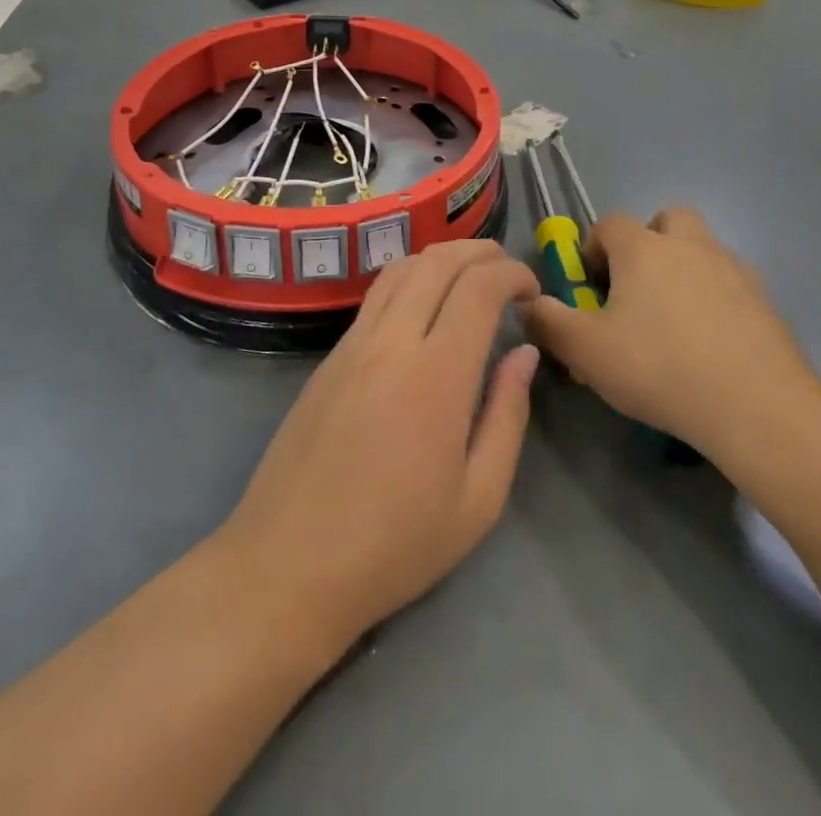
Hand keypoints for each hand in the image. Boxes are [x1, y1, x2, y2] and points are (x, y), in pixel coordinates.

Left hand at [217, 240, 539, 652]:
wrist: (287, 567)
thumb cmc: (394, 545)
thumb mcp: (478, 499)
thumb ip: (508, 415)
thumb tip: (524, 353)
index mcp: (436, 376)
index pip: (479, 287)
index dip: (512, 274)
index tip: (533, 291)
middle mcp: (391, 343)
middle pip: (438, 261)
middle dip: (481, 252)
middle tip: (509, 273)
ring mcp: (352, 345)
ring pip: (401, 268)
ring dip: (442, 258)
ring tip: (470, 278)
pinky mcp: (329, 358)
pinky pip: (376, 296)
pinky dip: (411, 279)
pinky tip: (424, 307)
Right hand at [524, 206, 820, 463]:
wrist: (755, 404)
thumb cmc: (659, 367)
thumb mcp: (587, 351)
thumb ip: (549, 322)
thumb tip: (526, 303)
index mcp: (643, 248)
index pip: (609, 224)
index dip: (593, 248)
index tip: (590, 286)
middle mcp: (689, 244)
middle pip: (666, 219)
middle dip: (648, 243)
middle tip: (637, 290)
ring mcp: (732, 268)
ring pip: (702, 249)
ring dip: (684, 268)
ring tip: (674, 321)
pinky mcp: (764, 299)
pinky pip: (731, 283)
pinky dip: (716, 298)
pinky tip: (711, 343)